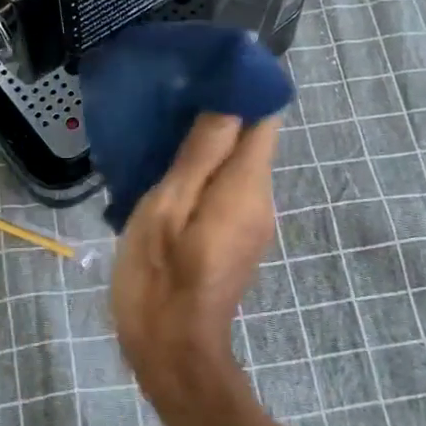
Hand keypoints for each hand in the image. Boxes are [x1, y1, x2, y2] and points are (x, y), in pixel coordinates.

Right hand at [111, 115, 280, 411]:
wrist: (172, 352)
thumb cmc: (160, 278)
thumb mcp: (167, 208)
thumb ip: (200, 154)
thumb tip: (230, 102)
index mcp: (247, 187)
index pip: (265, 118)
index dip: (242, 90)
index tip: (203, 73)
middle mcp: (261, 200)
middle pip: (252, 140)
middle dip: (217, 116)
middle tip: (168, 102)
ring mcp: (253, 222)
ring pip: (236, 166)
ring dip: (205, 146)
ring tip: (159, 134)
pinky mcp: (237, 238)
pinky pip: (226, 189)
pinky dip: (202, 174)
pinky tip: (166, 175)